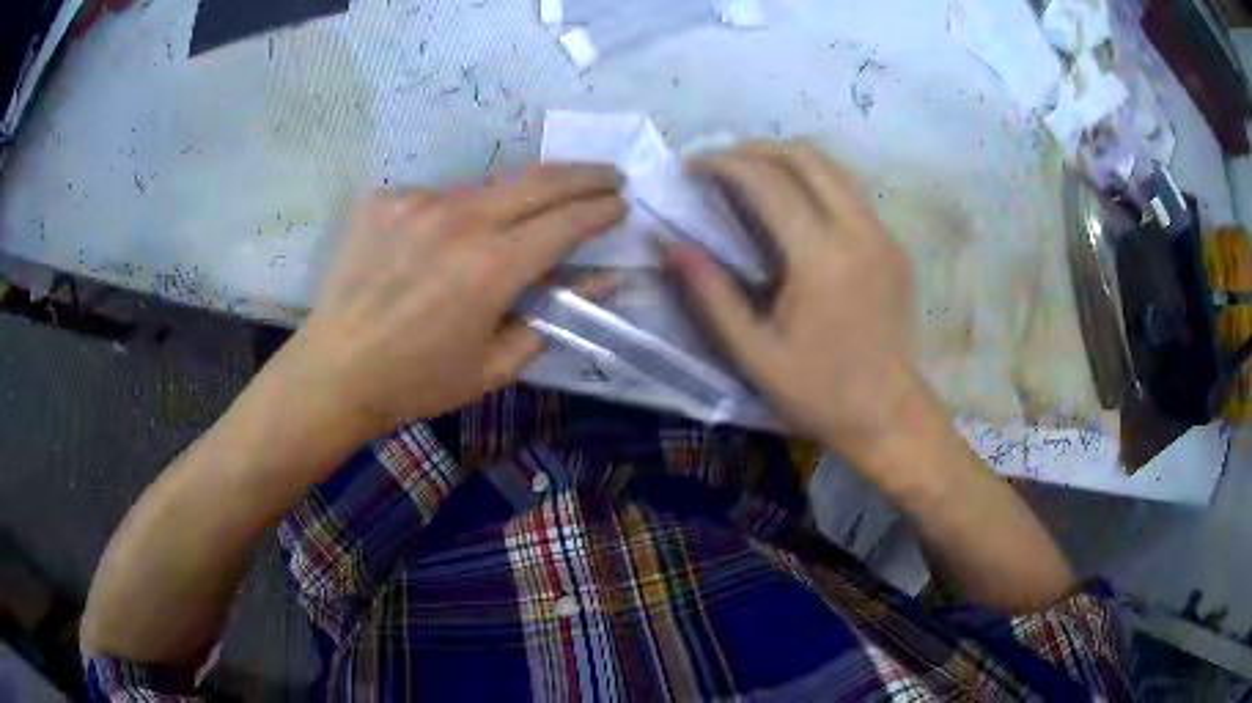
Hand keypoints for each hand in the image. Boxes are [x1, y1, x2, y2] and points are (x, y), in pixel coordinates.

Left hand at [278, 164, 624, 439]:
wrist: (335, 371)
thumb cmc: (418, 381)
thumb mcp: (495, 365)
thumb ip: (553, 317)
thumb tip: (602, 282)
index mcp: (492, 267)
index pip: (567, 222)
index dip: (601, 210)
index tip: (622, 204)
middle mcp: (460, 219)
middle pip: (539, 180)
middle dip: (584, 174)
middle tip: (609, 173)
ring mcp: (418, 201)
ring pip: (487, 186)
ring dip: (518, 196)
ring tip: (529, 211)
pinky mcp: (386, 199)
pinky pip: (438, 197)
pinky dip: (456, 214)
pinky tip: (444, 240)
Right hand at [669, 142, 924, 463]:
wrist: (890, 415)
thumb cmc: (820, 392)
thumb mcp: (754, 353)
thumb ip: (710, 294)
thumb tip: (670, 246)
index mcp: (820, 257)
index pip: (766, 181)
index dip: (723, 164)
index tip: (691, 165)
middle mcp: (858, 230)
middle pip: (805, 156)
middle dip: (755, 148)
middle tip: (720, 162)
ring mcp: (883, 234)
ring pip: (834, 166)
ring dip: (788, 158)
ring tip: (751, 172)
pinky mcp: (894, 245)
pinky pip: (851, 191)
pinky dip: (815, 179)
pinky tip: (794, 202)